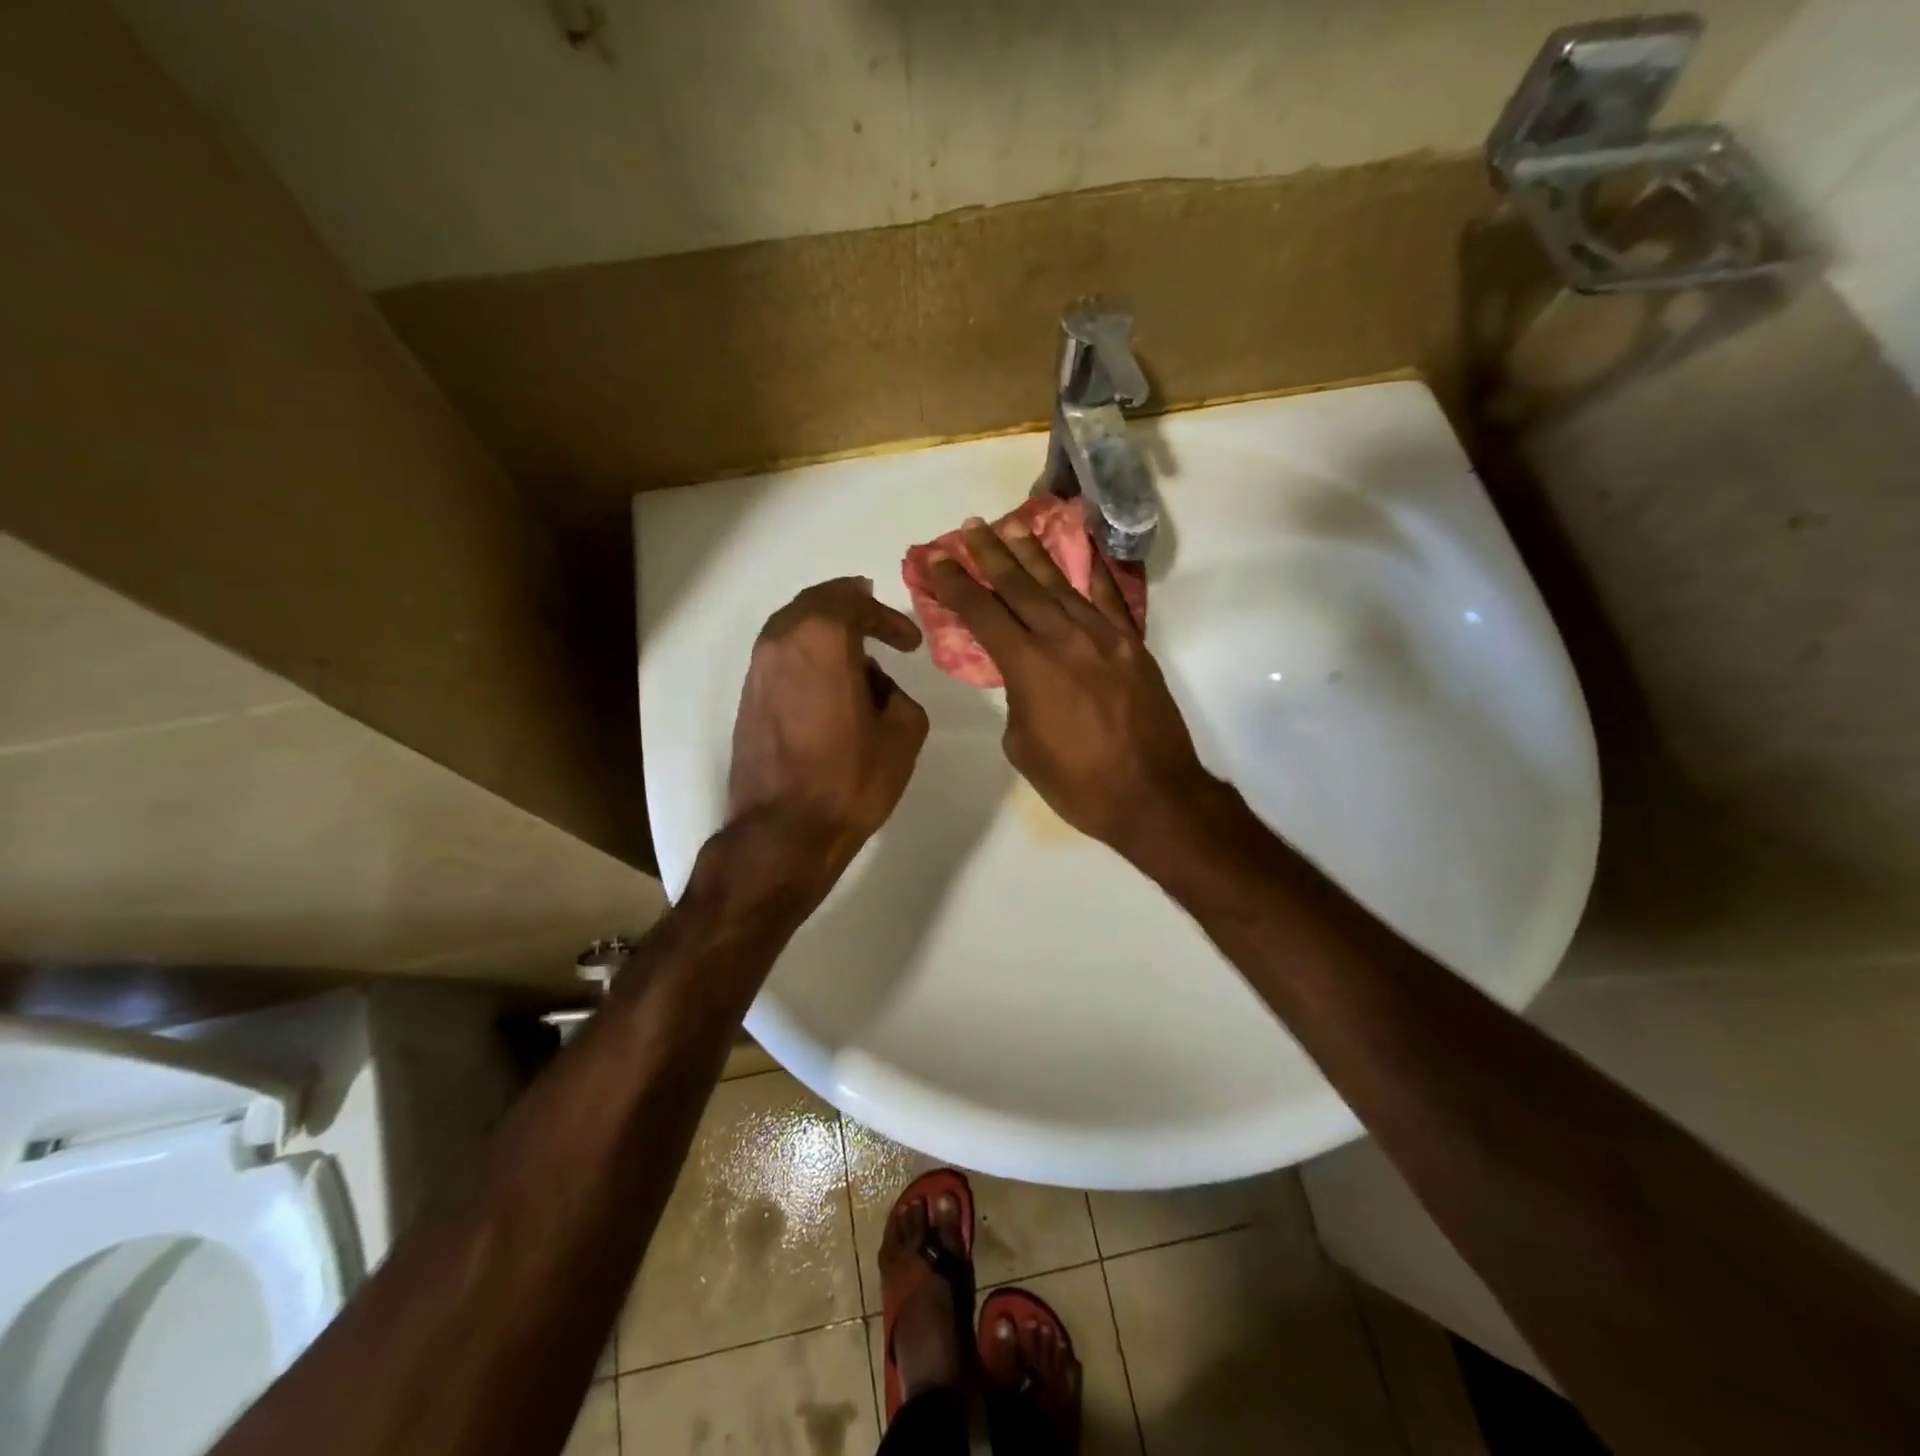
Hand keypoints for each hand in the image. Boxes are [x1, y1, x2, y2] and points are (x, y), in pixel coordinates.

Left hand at [723, 577, 928, 907]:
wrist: (783, 831)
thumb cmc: (849, 780)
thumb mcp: (904, 734)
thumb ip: (897, 693)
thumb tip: (874, 686)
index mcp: (822, 640)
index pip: (855, 603)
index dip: (888, 617)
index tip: (910, 643)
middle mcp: (781, 642)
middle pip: (816, 603)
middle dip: (851, 606)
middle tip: (877, 618)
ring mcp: (758, 669)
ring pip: (793, 627)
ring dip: (826, 630)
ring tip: (856, 650)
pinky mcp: (748, 697)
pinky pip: (781, 655)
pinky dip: (807, 653)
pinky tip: (829, 680)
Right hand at [926, 516, 1209, 855]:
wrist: (1152, 795)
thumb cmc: (1078, 783)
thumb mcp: (1024, 747)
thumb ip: (1017, 700)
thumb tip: (1025, 679)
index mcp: (1029, 667)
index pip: (983, 613)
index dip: (956, 584)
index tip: (936, 558)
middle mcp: (1063, 639)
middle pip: (1020, 586)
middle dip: (991, 554)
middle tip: (971, 527)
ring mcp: (1103, 637)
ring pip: (1061, 584)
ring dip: (1034, 554)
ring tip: (1013, 527)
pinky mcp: (1132, 645)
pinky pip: (1109, 597)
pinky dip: (1093, 569)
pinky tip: (1081, 547)